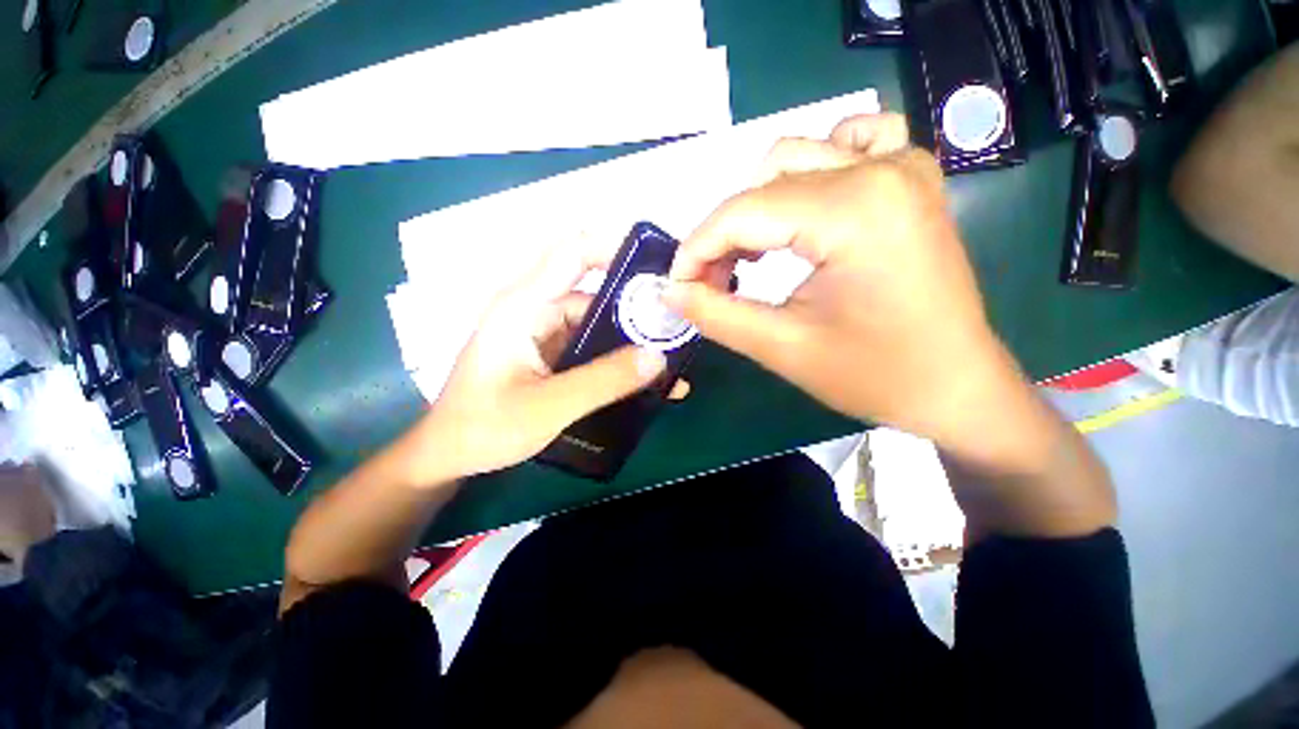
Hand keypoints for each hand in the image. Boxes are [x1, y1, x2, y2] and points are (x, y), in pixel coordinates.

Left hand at [416, 243, 672, 479]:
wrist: (446, 456)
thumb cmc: (483, 427)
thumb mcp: (547, 407)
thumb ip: (603, 381)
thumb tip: (660, 356)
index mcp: (522, 305)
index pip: (574, 252)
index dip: (618, 249)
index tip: (663, 268)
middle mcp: (530, 309)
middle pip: (592, 290)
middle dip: (637, 305)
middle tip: (682, 326)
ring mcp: (535, 333)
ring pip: (592, 322)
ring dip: (628, 339)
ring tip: (675, 360)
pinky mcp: (540, 356)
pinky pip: (583, 347)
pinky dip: (611, 360)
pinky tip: (646, 382)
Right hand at [666, 114, 1021, 450]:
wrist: (959, 383)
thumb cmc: (883, 375)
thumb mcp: (791, 350)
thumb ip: (720, 313)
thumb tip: (668, 287)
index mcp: (852, 210)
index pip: (746, 211)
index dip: (700, 247)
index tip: (680, 282)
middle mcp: (878, 170)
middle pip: (772, 179)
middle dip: (736, 228)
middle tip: (727, 278)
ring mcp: (905, 166)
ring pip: (810, 148)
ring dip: (779, 188)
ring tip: (777, 240)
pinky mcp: (919, 175)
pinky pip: (870, 134)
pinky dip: (840, 149)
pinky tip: (831, 186)